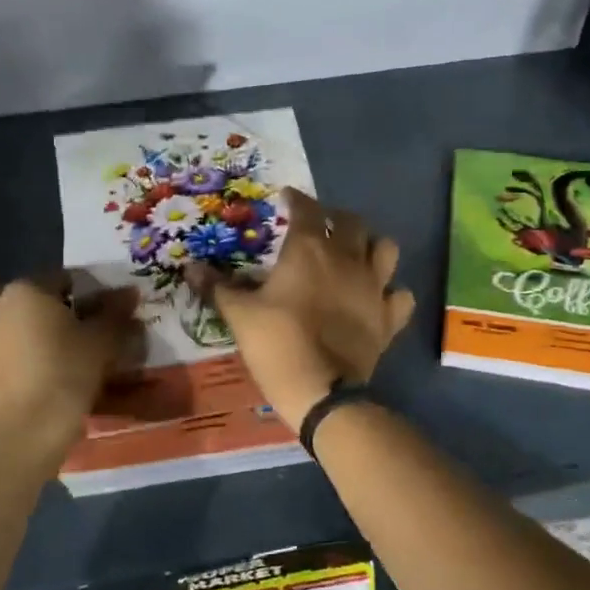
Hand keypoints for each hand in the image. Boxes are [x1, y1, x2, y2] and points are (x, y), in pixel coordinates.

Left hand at [0, 275, 140, 446]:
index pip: (58, 278)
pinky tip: (23, 386)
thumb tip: (128, 293)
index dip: (79, 294)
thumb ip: (114, 312)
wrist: (27, 432)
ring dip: (13, 334)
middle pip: (15, 297)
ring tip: (40, 360)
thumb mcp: (103, 341)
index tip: (93, 315)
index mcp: (26, 292)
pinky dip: (3, 366)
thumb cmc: (68, 374)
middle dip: (34, 307)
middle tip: (58, 331)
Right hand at [191, 188, 414, 431]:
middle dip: (336, 217)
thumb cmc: (276, 343)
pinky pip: (400, 296)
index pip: (307, 209)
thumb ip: (218, 286)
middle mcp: (347, 259)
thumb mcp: (239, 314)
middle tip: (321, 225)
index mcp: (309, 250)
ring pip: (386, 249)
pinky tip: (379, 298)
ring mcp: (374, 288)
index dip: (297, 200)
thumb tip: (190, 267)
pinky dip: (392, 293)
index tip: (287, 198)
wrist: (320, 390)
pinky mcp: (389, 318)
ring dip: (372, 246)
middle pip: (352, 222)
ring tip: (356, 254)